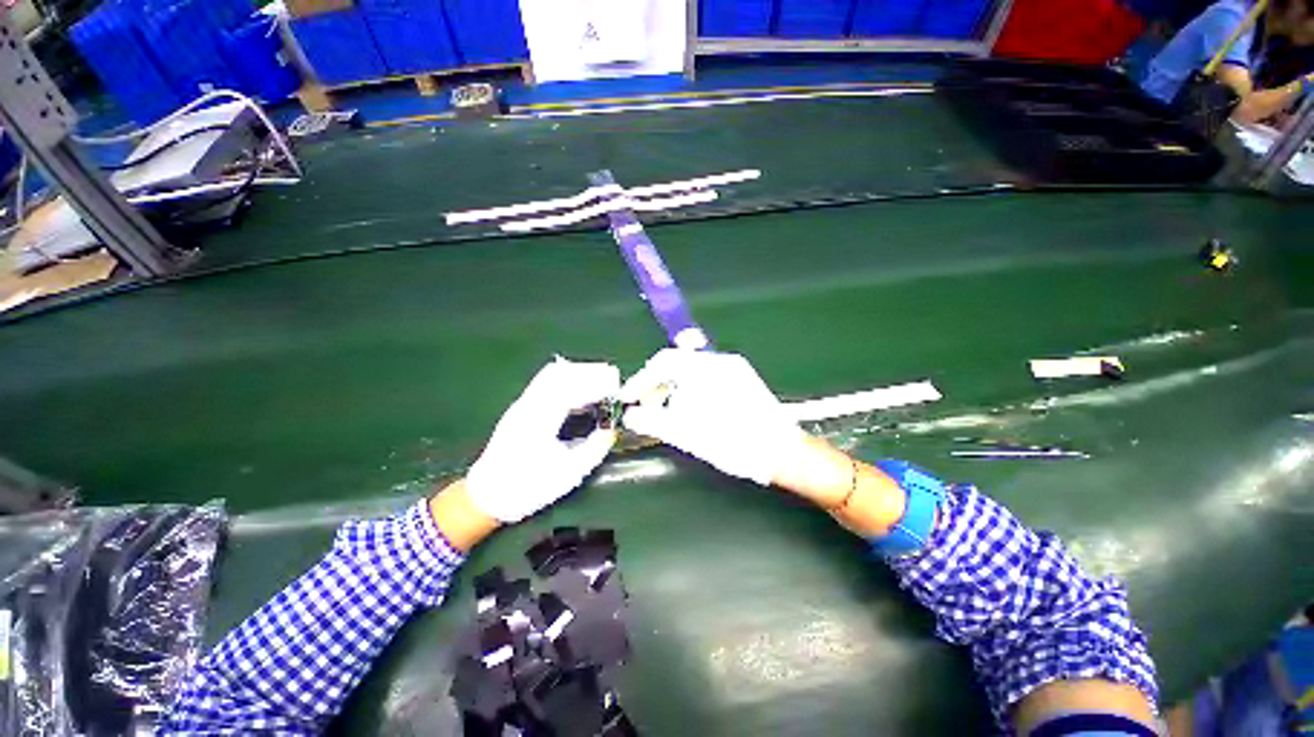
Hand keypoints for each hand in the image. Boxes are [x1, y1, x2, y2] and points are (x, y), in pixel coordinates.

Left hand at [465, 358, 620, 522]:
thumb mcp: (569, 473)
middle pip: (560, 372)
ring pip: (552, 373)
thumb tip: (612, 430)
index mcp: (540, 420)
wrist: (486, 497)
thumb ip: (595, 448)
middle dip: (589, 371)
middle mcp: (528, 404)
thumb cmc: (528, 488)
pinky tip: (579, 390)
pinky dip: (567, 379)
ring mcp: (522, 403)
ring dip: (578, 372)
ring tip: (600, 380)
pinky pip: (546, 381)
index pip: (571, 388)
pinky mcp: (521, 407)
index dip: (597, 384)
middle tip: (612, 378)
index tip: (616, 386)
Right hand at [619, 349, 805, 484]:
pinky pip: (706, 377)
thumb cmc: (734, 443)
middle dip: (657, 384)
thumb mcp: (688, 434)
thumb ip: (654, 421)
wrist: (782, 452)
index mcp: (706, 368)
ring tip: (667, 412)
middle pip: (677, 364)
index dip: (641, 379)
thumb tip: (631, 416)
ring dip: (673, 388)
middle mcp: (721, 361)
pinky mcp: (742, 380)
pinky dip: (690, 390)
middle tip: (646, 407)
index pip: (663, 361)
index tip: (629, 397)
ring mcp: (734, 369)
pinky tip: (691, 410)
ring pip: (692, 371)